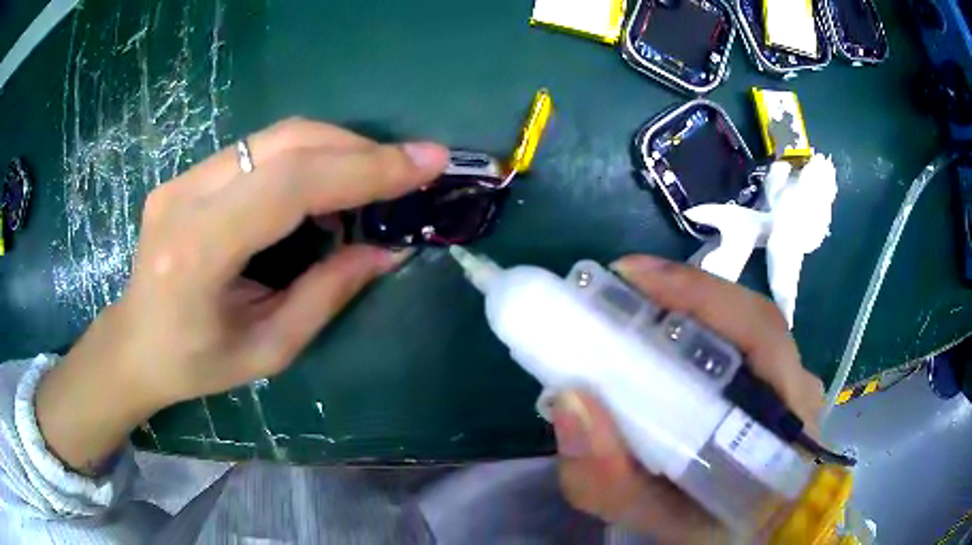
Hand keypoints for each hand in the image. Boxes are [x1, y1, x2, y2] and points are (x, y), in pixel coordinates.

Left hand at [36, 118, 447, 472]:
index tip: (425, 163)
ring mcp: (182, 177)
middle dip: (357, 148)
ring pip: (274, 136)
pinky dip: (305, 155)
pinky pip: (259, 148)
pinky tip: (327, 179)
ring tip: (376, 174)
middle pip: (284, 143)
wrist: (135, 343)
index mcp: (198, 251)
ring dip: (335, 146)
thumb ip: (327, 294)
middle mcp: (185, 197)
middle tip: (408, 167)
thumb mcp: (268, 349)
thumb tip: (388, 249)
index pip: (288, 185)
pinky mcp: (187, 173)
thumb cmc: (196, 364)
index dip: (362, 168)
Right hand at [551, 255, 823, 543]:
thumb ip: (611, 482)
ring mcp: (793, 384)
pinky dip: (696, 333)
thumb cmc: (715, 532)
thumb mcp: (660, 523)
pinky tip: (658, 344)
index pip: (760, 333)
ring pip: (743, 328)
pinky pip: (738, 347)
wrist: (752, 536)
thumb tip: (568, 403)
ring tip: (628, 312)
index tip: (629, 276)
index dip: (699, 292)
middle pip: (747, 319)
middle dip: (681, 295)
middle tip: (613, 294)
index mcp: (787, 423)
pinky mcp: (778, 387)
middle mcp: (797, 389)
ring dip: (686, 311)